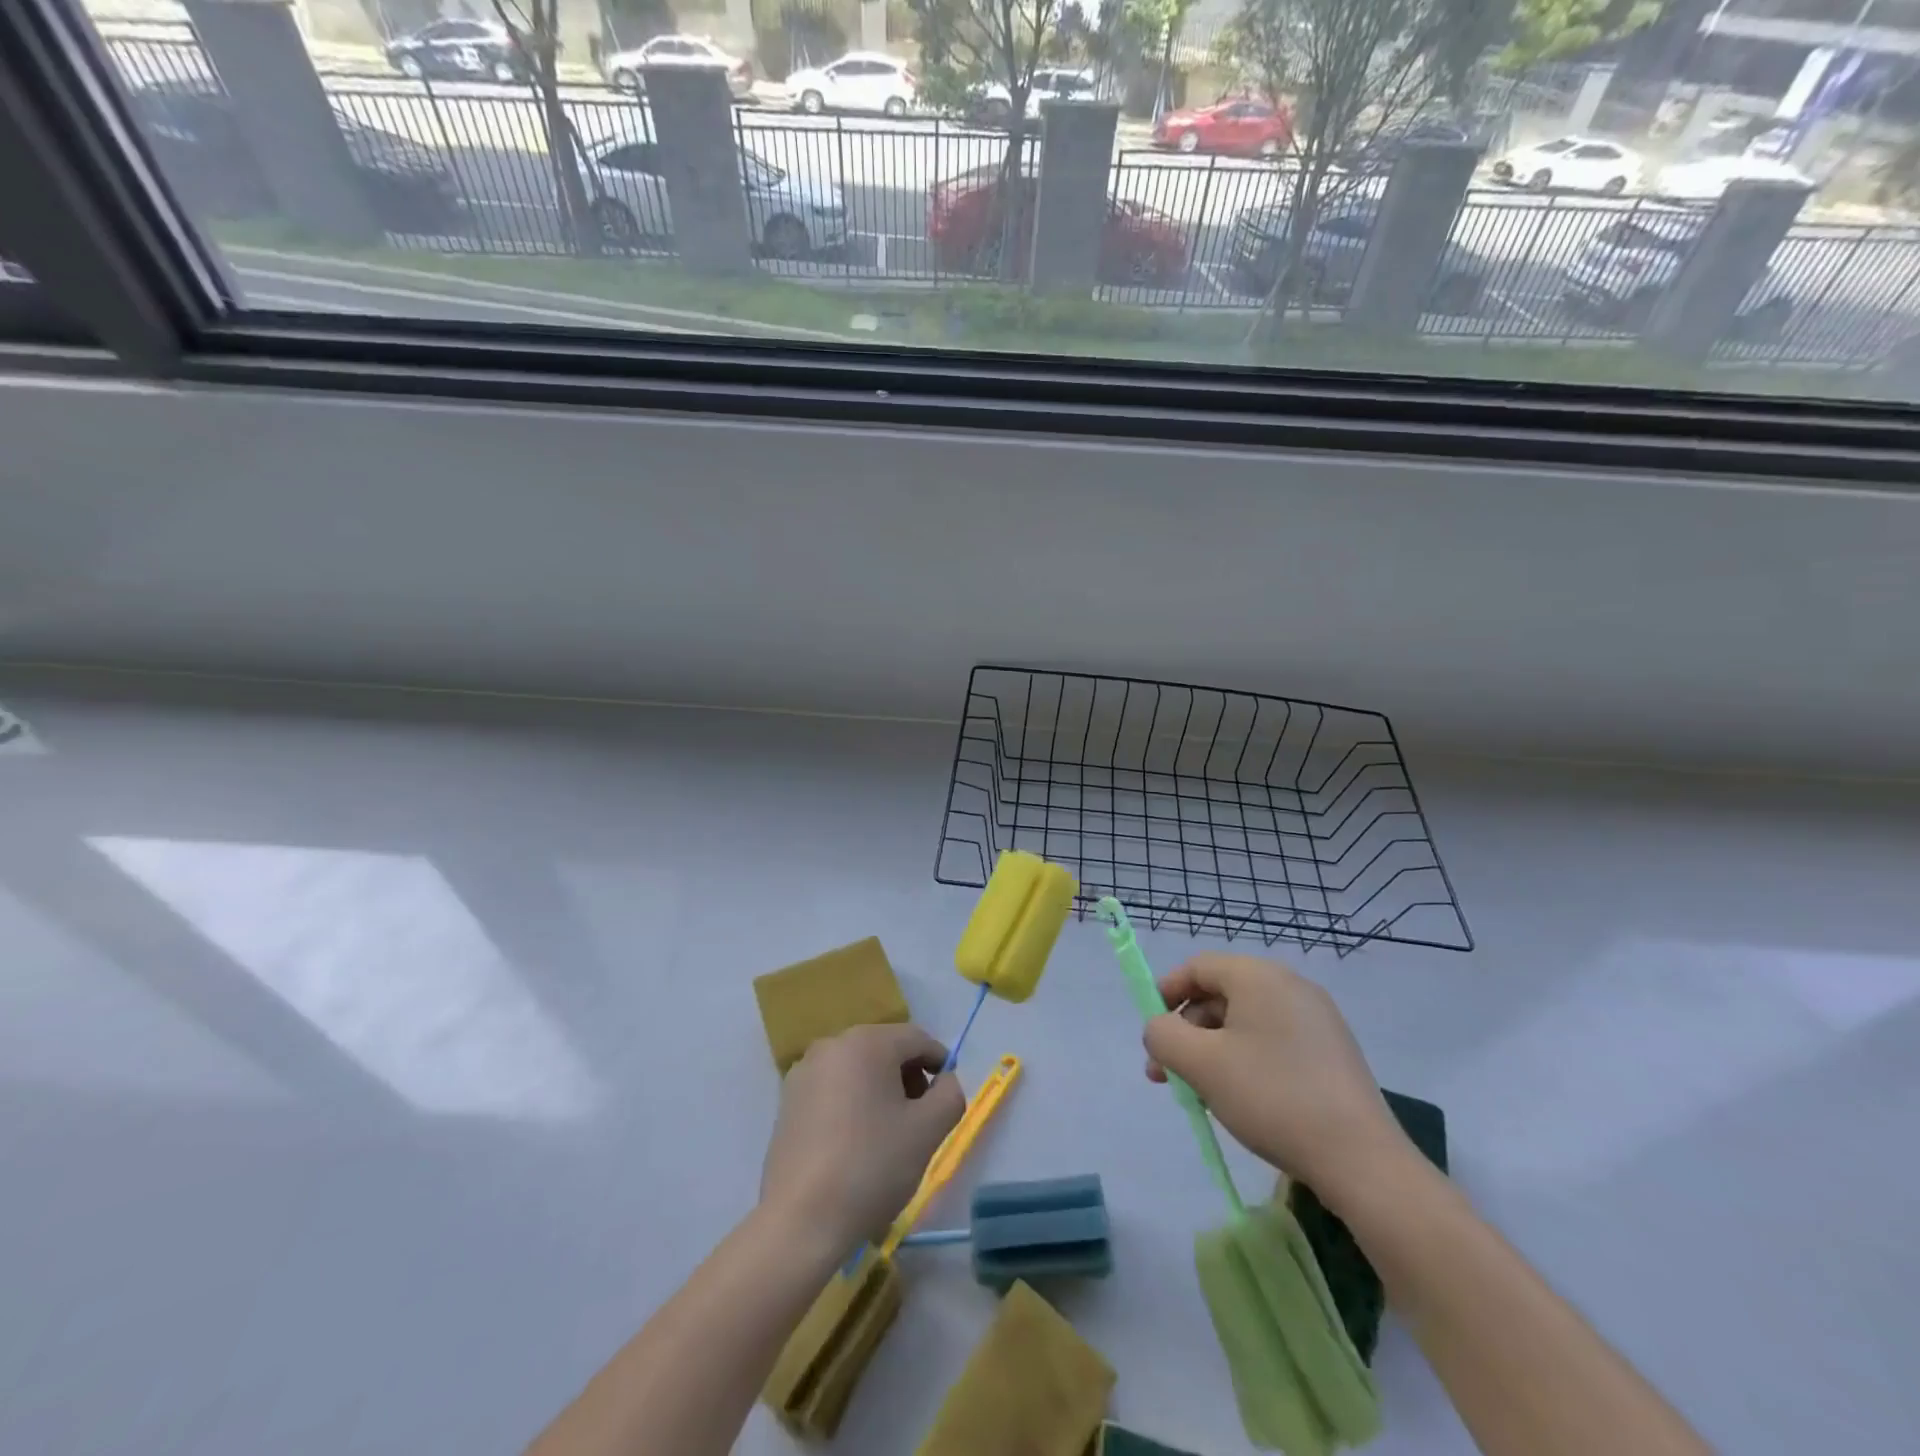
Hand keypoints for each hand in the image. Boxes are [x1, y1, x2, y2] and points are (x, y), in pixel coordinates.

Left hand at [760, 1023, 963, 1260]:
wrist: (801, 1221)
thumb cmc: (872, 1166)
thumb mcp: (928, 1130)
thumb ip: (949, 1094)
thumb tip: (944, 1080)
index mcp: (866, 1042)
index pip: (917, 1039)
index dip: (940, 1063)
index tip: (947, 1098)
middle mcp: (832, 1044)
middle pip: (885, 1050)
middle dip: (909, 1078)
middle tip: (921, 1119)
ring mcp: (804, 1072)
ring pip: (858, 1069)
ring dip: (881, 1091)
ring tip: (889, 1135)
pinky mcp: (788, 1101)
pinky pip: (834, 1089)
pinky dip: (853, 1103)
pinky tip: (856, 1143)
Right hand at [1143, 954, 1409, 1207]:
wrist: (1361, 1160)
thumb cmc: (1272, 1097)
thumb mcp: (1201, 1064)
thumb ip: (1164, 1035)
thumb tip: (1159, 1029)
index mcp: (1259, 976)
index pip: (1198, 967)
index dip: (1166, 992)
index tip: (1150, 1030)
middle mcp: (1290, 986)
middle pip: (1220, 995)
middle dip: (1186, 1032)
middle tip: (1165, 1074)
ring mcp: (1316, 1019)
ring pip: (1245, 1022)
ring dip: (1211, 1050)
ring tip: (1196, 1093)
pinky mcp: (1332, 1052)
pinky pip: (1272, 1042)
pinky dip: (1244, 1060)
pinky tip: (1238, 1098)